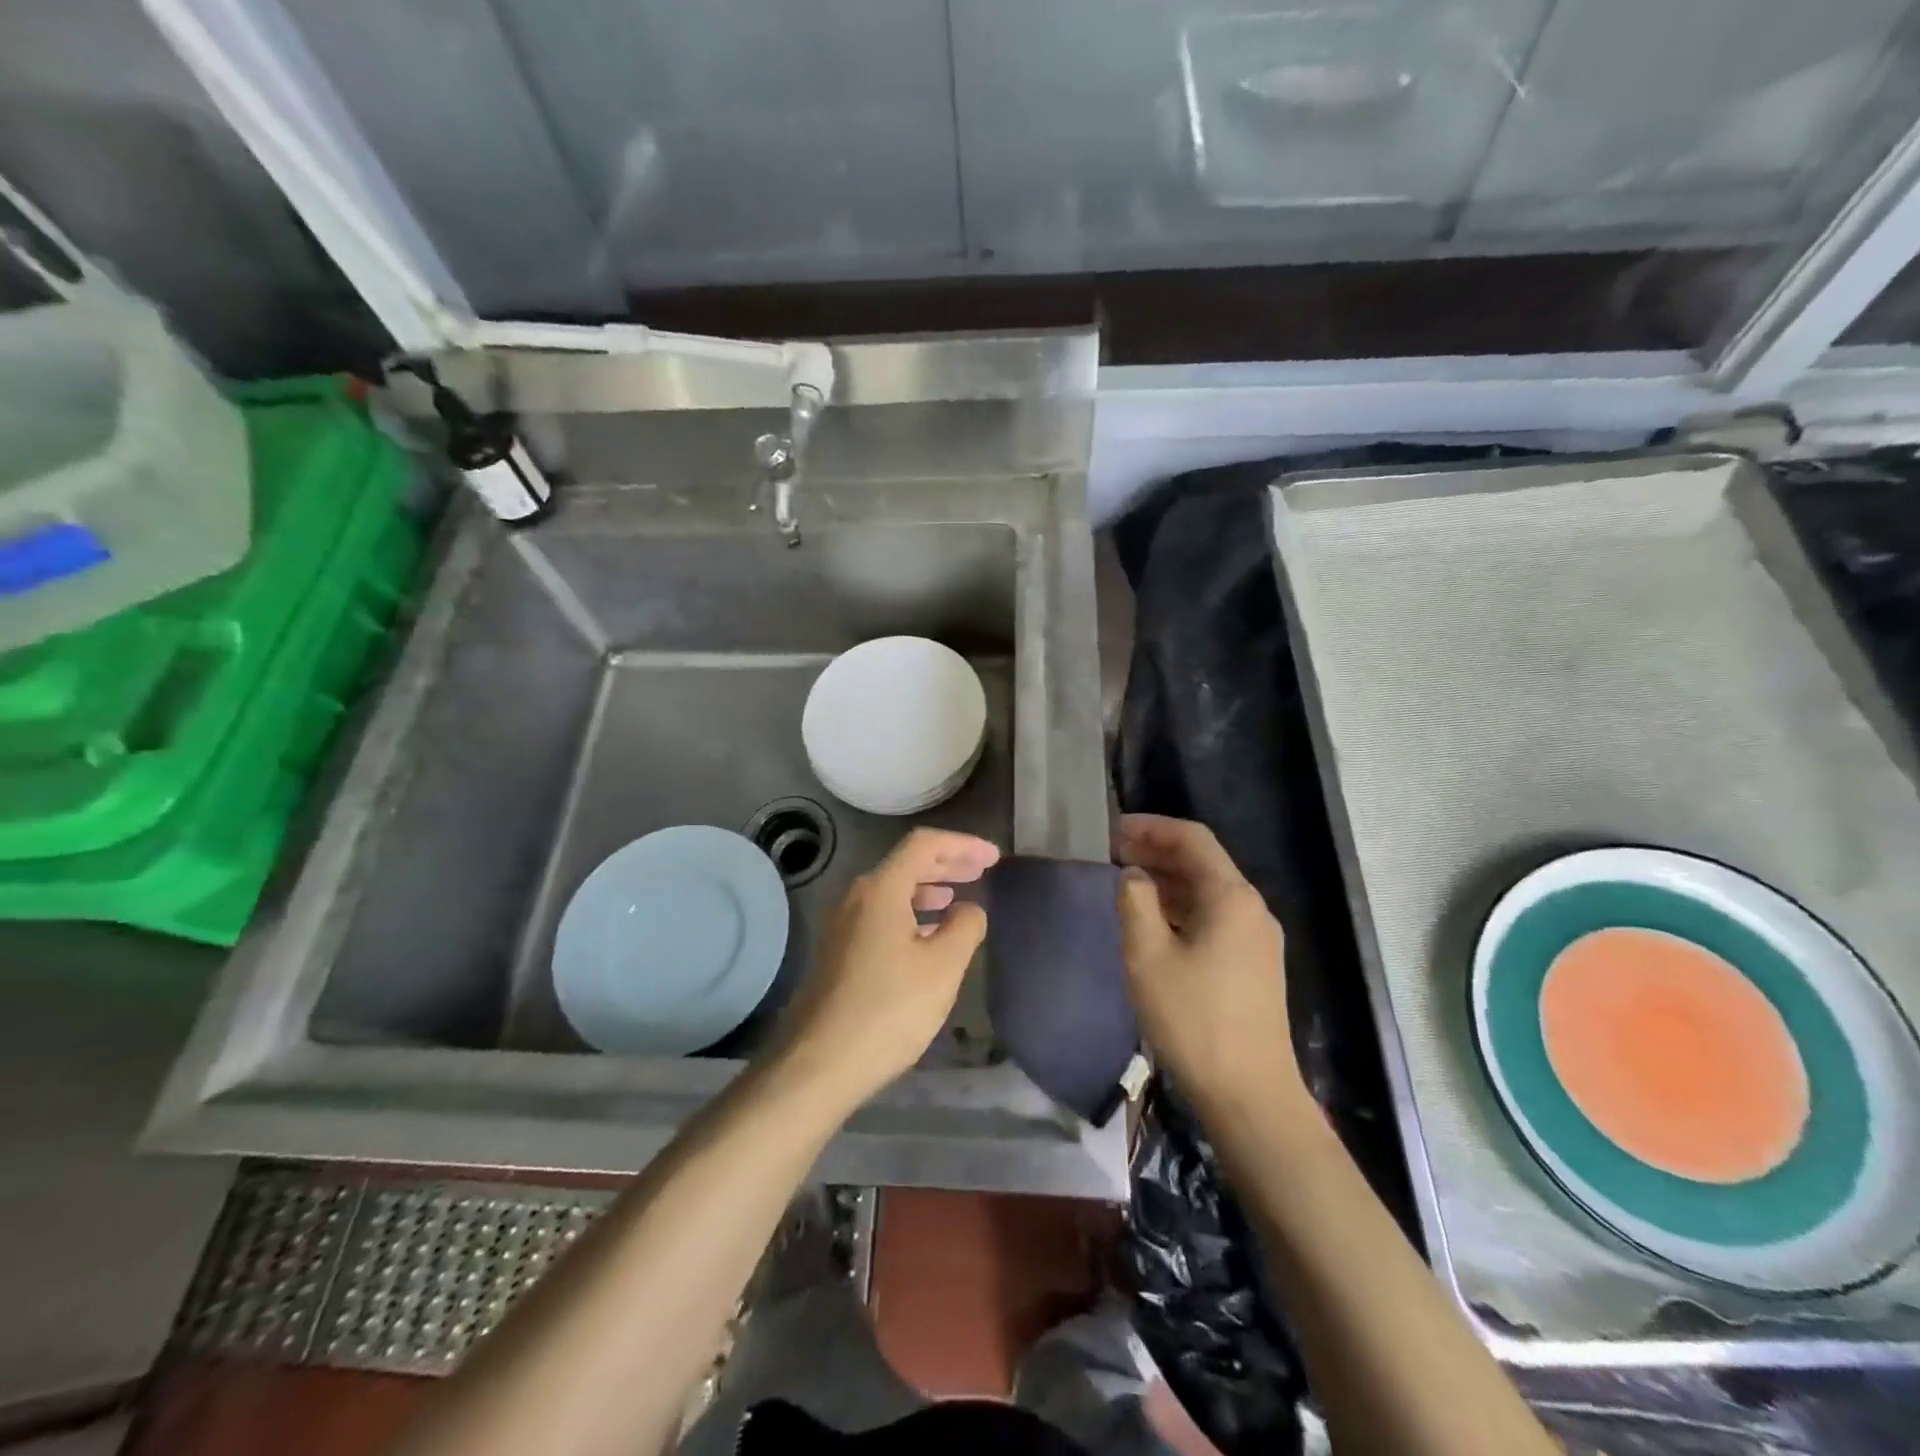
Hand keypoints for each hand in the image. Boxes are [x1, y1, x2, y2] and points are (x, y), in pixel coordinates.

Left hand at [775, 827, 998, 1106]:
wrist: (819, 1063)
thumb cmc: (889, 1009)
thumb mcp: (943, 967)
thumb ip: (965, 927)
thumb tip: (969, 909)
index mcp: (881, 889)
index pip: (924, 845)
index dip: (963, 845)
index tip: (993, 858)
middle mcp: (856, 897)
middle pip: (907, 863)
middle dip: (947, 863)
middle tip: (982, 871)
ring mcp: (843, 924)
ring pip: (893, 890)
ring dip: (929, 888)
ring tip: (959, 898)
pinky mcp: (839, 951)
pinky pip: (882, 914)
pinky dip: (912, 912)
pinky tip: (929, 934)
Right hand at [1116, 814, 1307, 1118]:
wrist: (1249, 1094)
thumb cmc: (1193, 1019)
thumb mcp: (1148, 955)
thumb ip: (1135, 902)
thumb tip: (1133, 875)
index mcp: (1231, 897)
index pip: (1192, 838)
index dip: (1151, 827)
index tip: (1113, 829)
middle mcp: (1251, 908)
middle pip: (1203, 862)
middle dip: (1157, 851)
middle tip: (1112, 853)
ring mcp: (1257, 938)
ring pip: (1208, 891)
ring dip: (1168, 880)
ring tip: (1126, 882)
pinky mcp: (1254, 964)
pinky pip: (1214, 917)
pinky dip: (1182, 906)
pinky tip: (1155, 920)